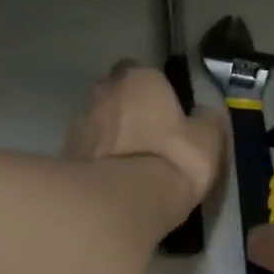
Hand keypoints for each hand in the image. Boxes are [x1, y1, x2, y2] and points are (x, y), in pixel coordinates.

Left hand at [63, 61, 224, 213]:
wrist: (123, 200)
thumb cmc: (172, 159)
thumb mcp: (208, 141)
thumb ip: (205, 120)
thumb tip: (203, 115)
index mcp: (139, 78)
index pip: (143, 73)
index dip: (153, 92)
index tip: (163, 113)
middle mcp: (104, 90)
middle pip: (114, 93)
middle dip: (125, 108)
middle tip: (143, 135)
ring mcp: (80, 121)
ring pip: (97, 121)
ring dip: (107, 134)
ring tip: (125, 161)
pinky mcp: (65, 153)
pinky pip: (85, 150)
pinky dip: (95, 158)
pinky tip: (109, 178)